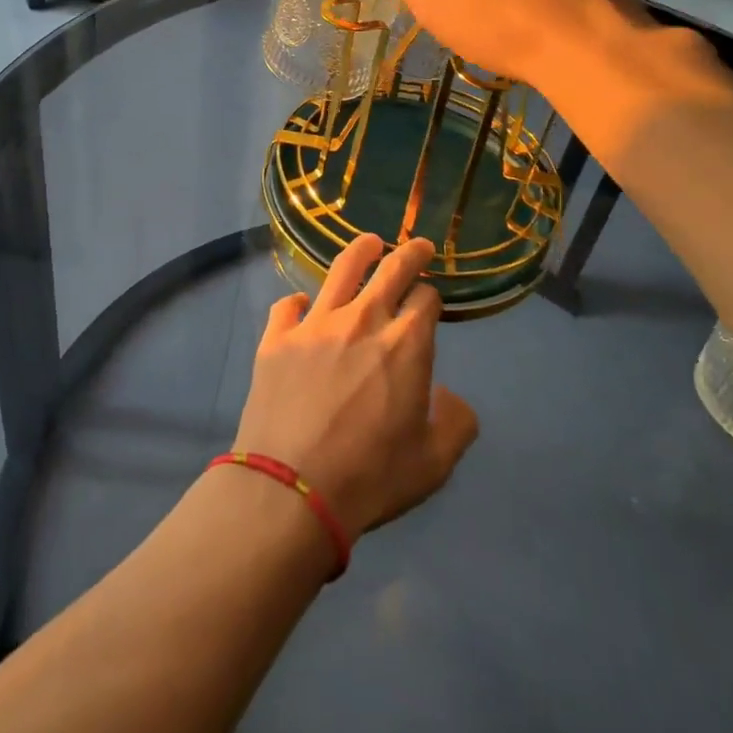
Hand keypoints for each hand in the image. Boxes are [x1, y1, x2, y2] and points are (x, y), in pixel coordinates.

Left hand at [234, 235, 478, 540]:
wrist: (291, 489)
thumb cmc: (370, 477)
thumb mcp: (434, 464)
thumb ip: (455, 423)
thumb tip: (450, 396)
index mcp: (405, 344)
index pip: (425, 298)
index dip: (431, 297)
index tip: (430, 301)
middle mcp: (362, 320)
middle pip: (390, 269)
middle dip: (409, 253)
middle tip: (417, 245)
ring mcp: (315, 324)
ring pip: (341, 270)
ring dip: (360, 251)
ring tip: (369, 243)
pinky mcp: (276, 338)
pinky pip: (288, 305)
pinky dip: (298, 302)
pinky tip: (302, 307)